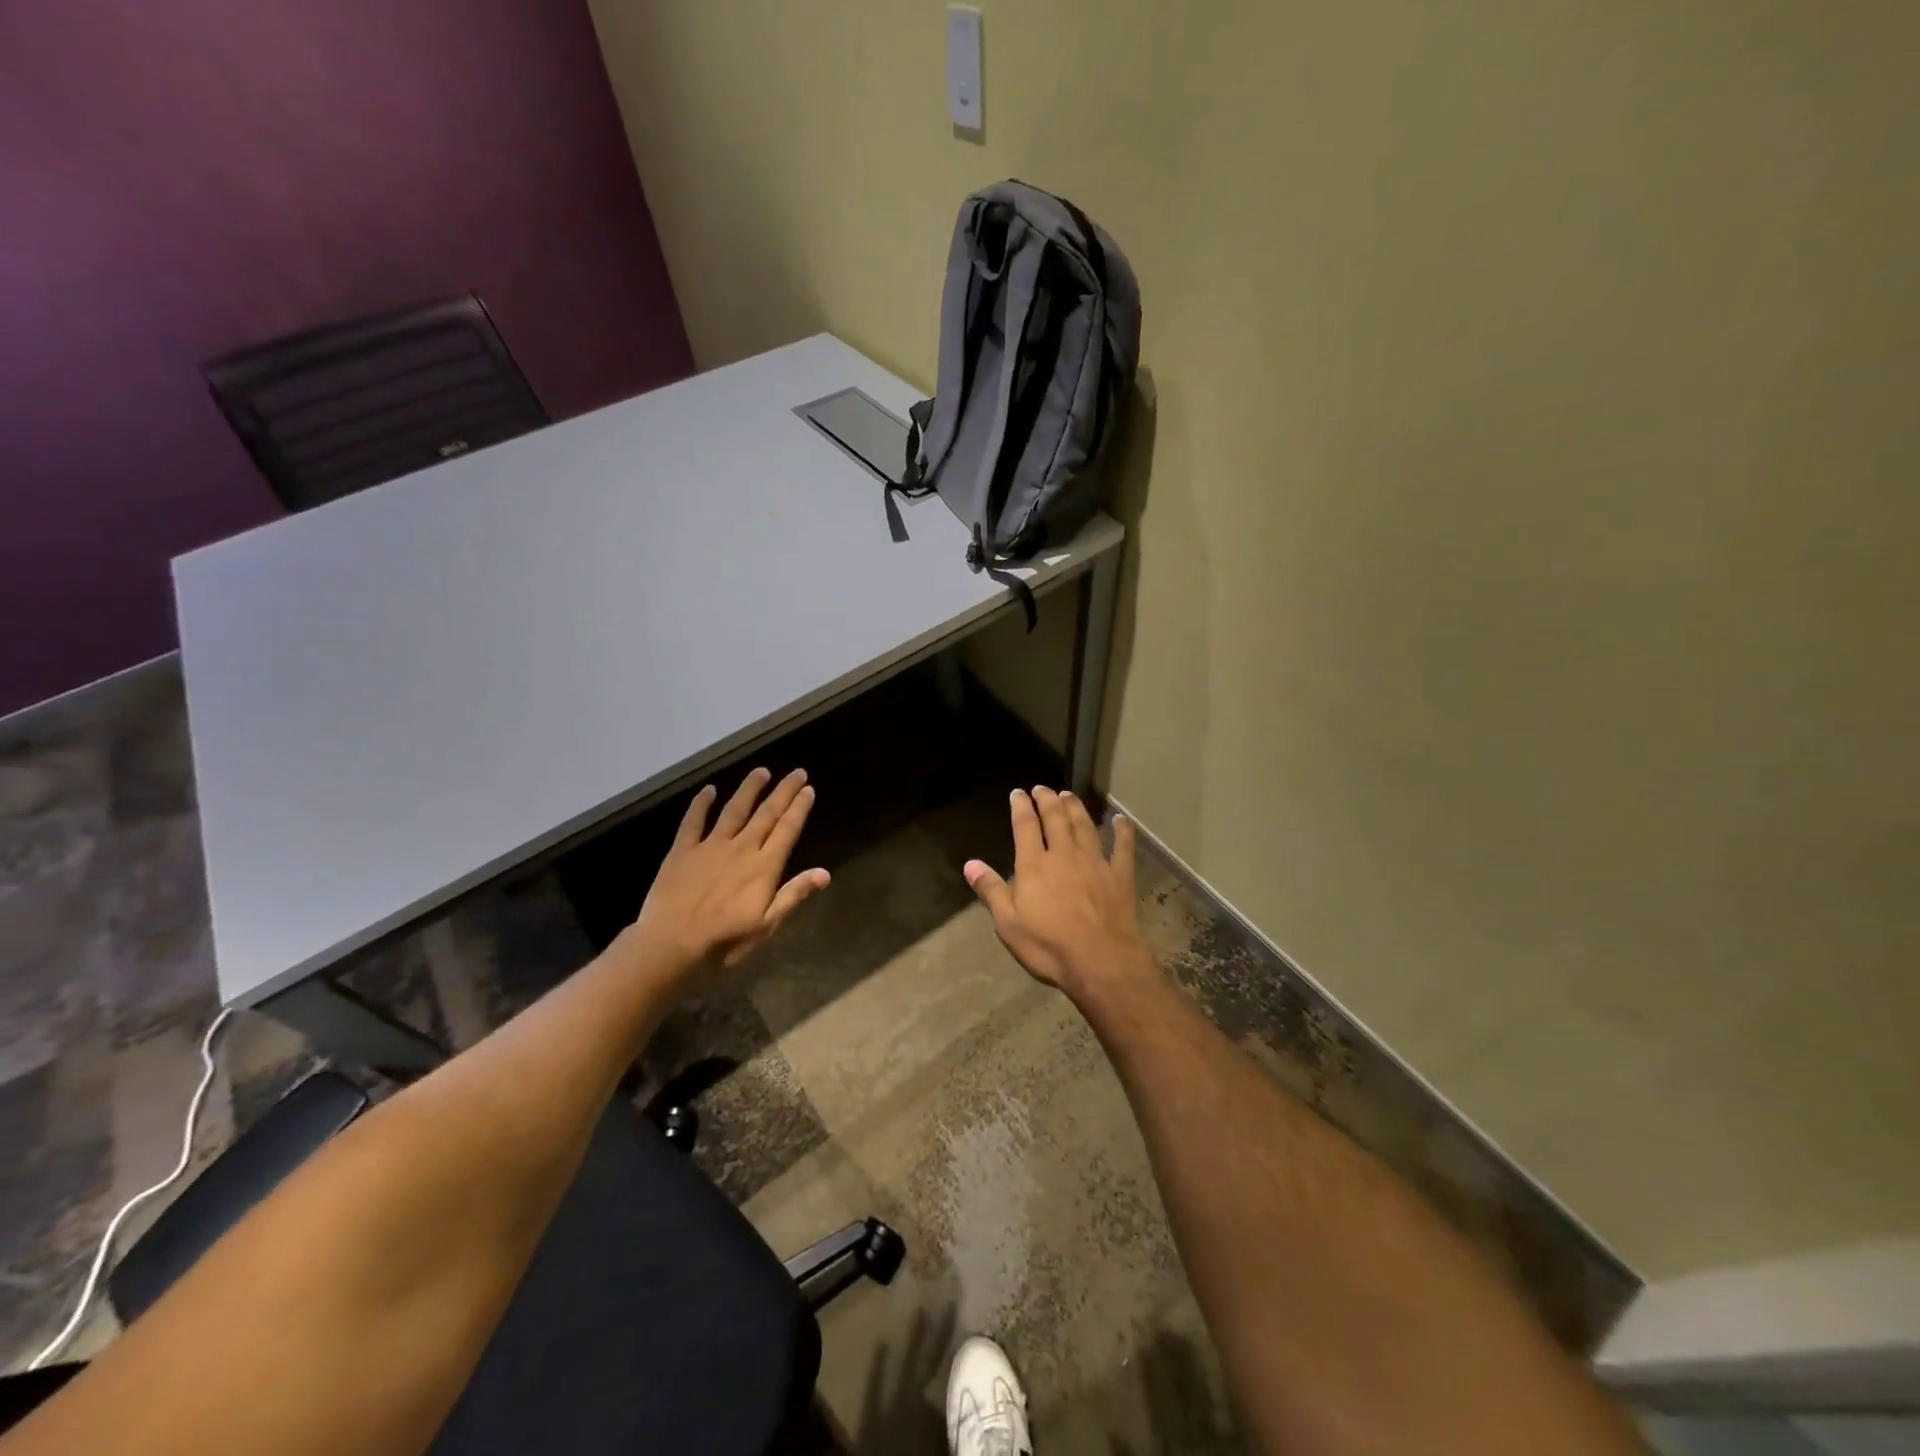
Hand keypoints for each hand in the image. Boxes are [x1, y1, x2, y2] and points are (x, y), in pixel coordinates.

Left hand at [623, 767, 829, 980]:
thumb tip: (824, 873)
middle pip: (766, 814)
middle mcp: (741, 848)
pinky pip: (693, 821)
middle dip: (783, 792)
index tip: (809, 789)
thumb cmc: (724, 942)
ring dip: (749, 789)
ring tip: (761, 772)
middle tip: (797, 772)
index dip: (799, 808)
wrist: (670, 946)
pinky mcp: (682, 851)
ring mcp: (710, 846)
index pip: (787, 830)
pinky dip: (701, 804)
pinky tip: (708, 790)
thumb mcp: (766, 925)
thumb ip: (793, 895)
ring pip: (734, 810)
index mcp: (764, 867)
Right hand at [963, 786, 1152, 993]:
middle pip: (1056, 819)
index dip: (1021, 807)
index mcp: (1034, 866)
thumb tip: (970, 864)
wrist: (1101, 962)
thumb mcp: (1009, 924)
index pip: (1025, 826)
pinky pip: (1122, 847)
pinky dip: (1122, 831)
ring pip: (1084, 826)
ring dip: (1076, 808)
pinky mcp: (1120, 876)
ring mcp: (1095, 863)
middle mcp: (1064, 855)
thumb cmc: (1049, 947)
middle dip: (1047, 800)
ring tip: (1069, 795)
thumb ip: (991, 891)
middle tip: (1042, 788)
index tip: (1018, 793)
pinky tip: (1120, 820)